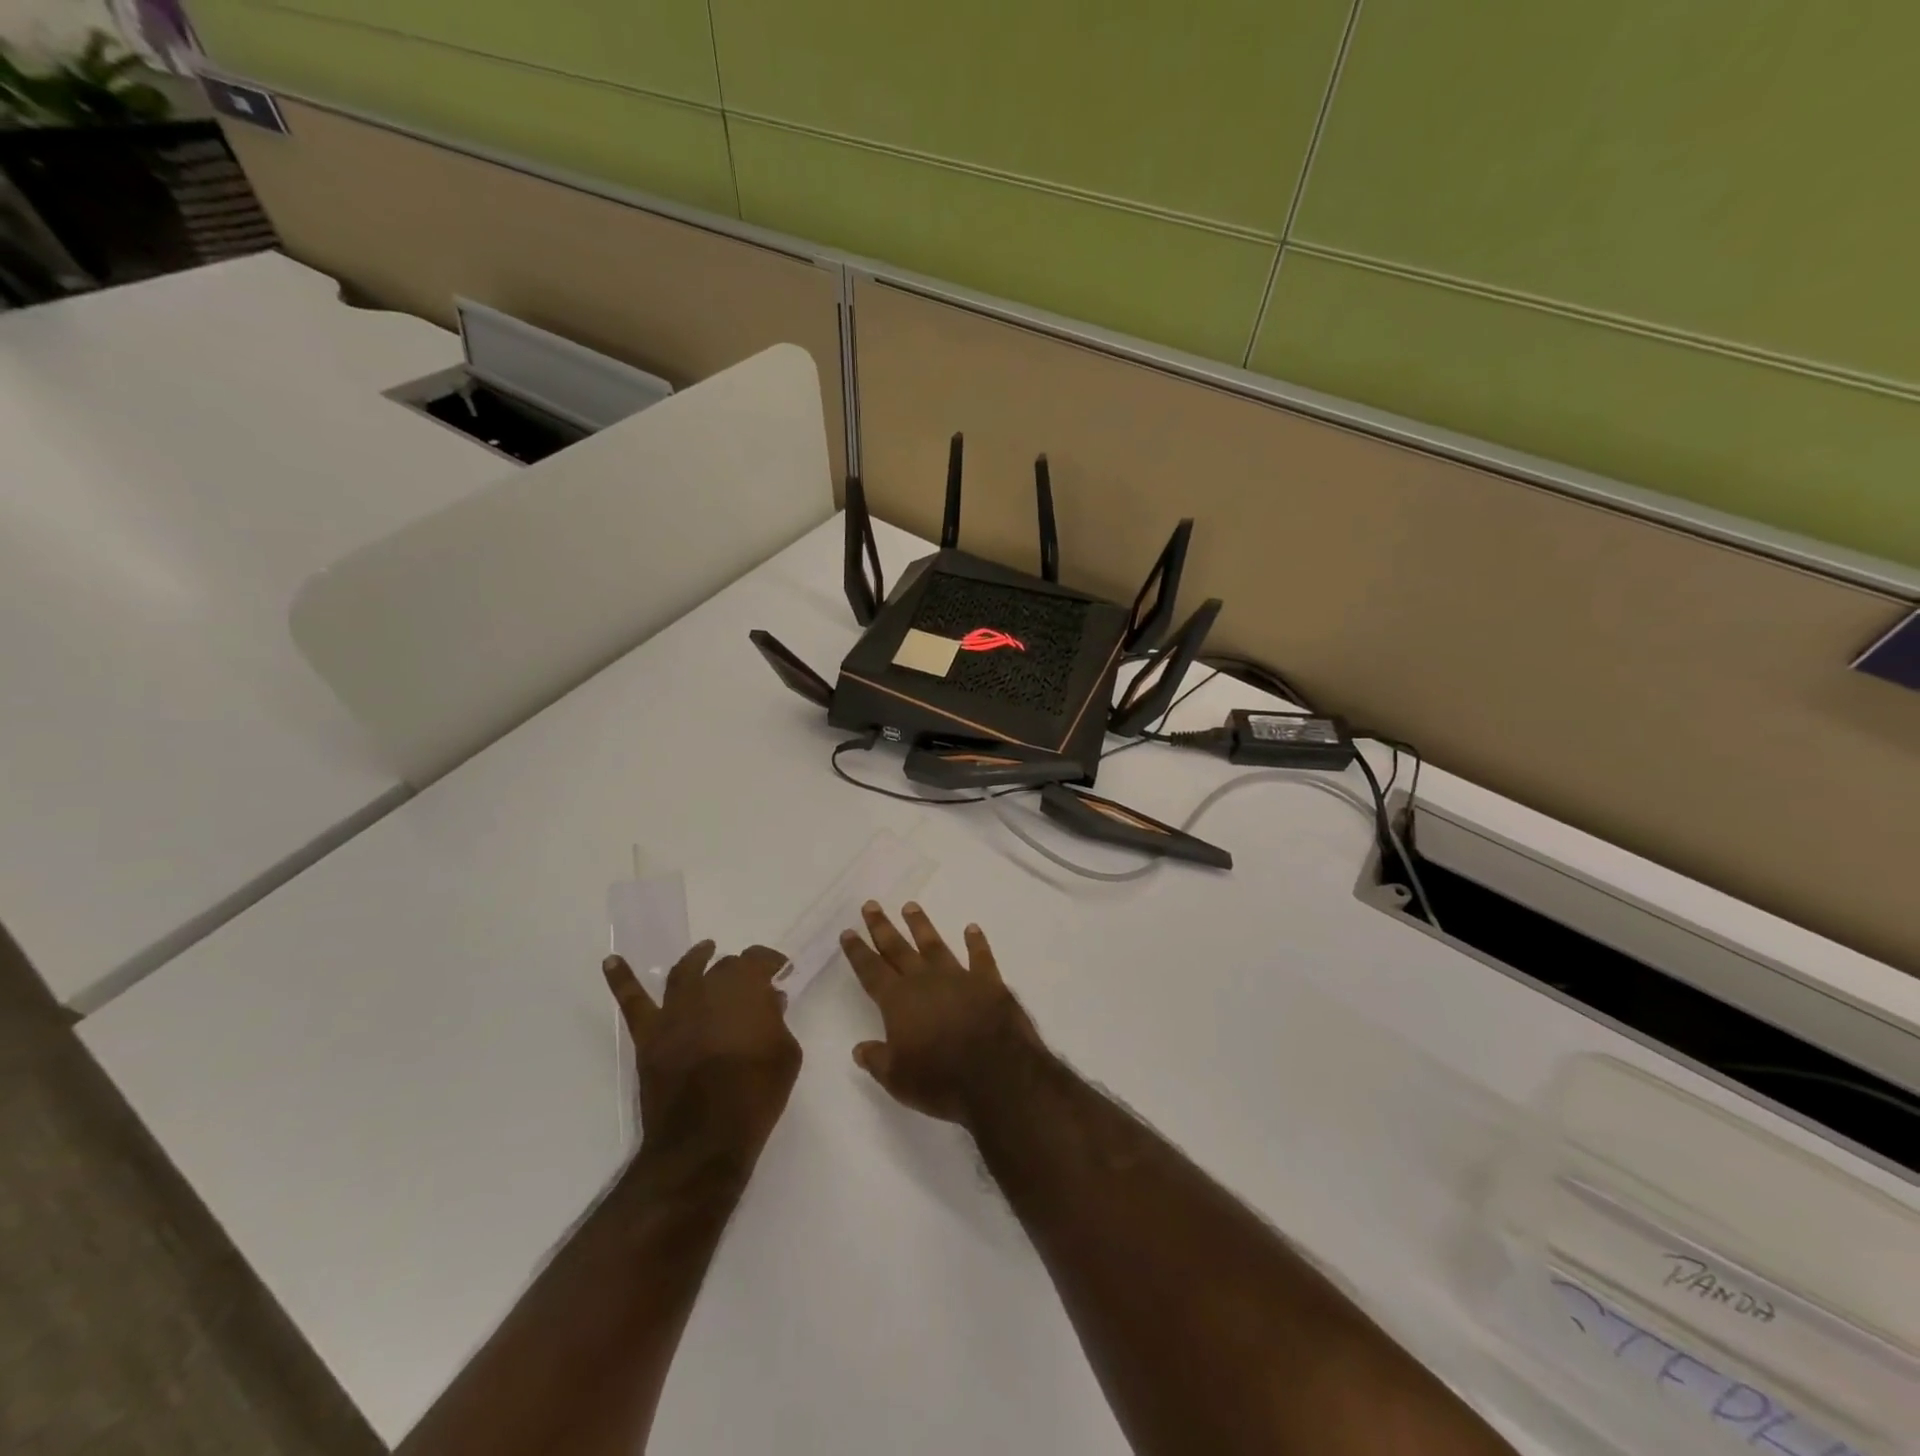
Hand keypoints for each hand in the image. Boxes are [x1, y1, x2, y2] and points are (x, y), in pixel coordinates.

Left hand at [604, 942, 801, 1172]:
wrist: (705, 1139)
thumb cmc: (756, 1095)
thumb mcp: (786, 1055)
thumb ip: (778, 1022)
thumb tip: (770, 1002)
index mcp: (746, 990)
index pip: (759, 961)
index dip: (770, 963)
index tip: (780, 972)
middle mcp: (709, 989)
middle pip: (724, 968)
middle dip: (740, 970)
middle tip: (750, 980)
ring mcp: (675, 1011)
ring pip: (684, 973)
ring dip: (696, 958)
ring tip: (704, 950)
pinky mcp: (649, 1035)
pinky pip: (633, 1002)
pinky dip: (622, 979)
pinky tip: (611, 962)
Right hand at [840, 902, 1041, 1124]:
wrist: (997, 1075)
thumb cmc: (940, 1080)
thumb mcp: (898, 1079)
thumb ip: (877, 1059)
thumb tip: (860, 1048)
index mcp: (898, 1001)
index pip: (871, 971)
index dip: (858, 952)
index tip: (848, 931)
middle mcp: (925, 981)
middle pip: (898, 948)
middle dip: (882, 927)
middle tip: (871, 905)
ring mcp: (958, 977)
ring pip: (934, 944)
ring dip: (921, 926)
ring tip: (910, 906)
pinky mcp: (989, 982)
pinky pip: (980, 957)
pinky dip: (976, 943)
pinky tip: (972, 929)